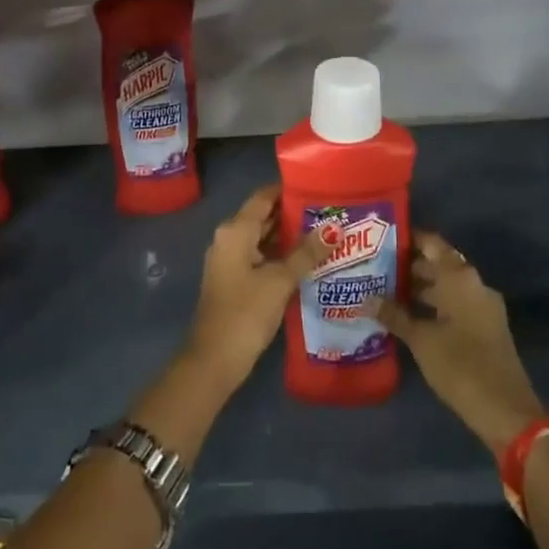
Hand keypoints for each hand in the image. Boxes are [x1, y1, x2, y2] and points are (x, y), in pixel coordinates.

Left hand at [181, 185, 327, 393]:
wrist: (214, 359)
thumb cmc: (245, 312)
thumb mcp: (280, 280)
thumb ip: (306, 253)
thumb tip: (334, 230)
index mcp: (235, 230)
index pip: (264, 197)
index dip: (289, 190)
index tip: (319, 188)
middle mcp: (229, 238)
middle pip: (264, 216)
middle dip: (294, 215)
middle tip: (330, 213)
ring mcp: (230, 260)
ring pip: (263, 238)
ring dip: (290, 237)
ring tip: (326, 235)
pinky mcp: (235, 280)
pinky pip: (260, 257)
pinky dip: (281, 256)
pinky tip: (308, 262)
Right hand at [366, 231, 543, 458]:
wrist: (506, 410)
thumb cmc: (461, 365)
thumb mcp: (421, 340)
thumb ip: (394, 315)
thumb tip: (366, 298)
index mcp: (460, 278)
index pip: (432, 243)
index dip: (408, 238)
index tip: (381, 238)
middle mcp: (474, 284)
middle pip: (439, 264)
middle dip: (408, 265)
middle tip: (375, 267)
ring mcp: (483, 307)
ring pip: (446, 286)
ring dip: (419, 288)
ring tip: (384, 291)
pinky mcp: (485, 328)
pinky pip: (455, 304)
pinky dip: (433, 305)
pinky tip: (407, 317)